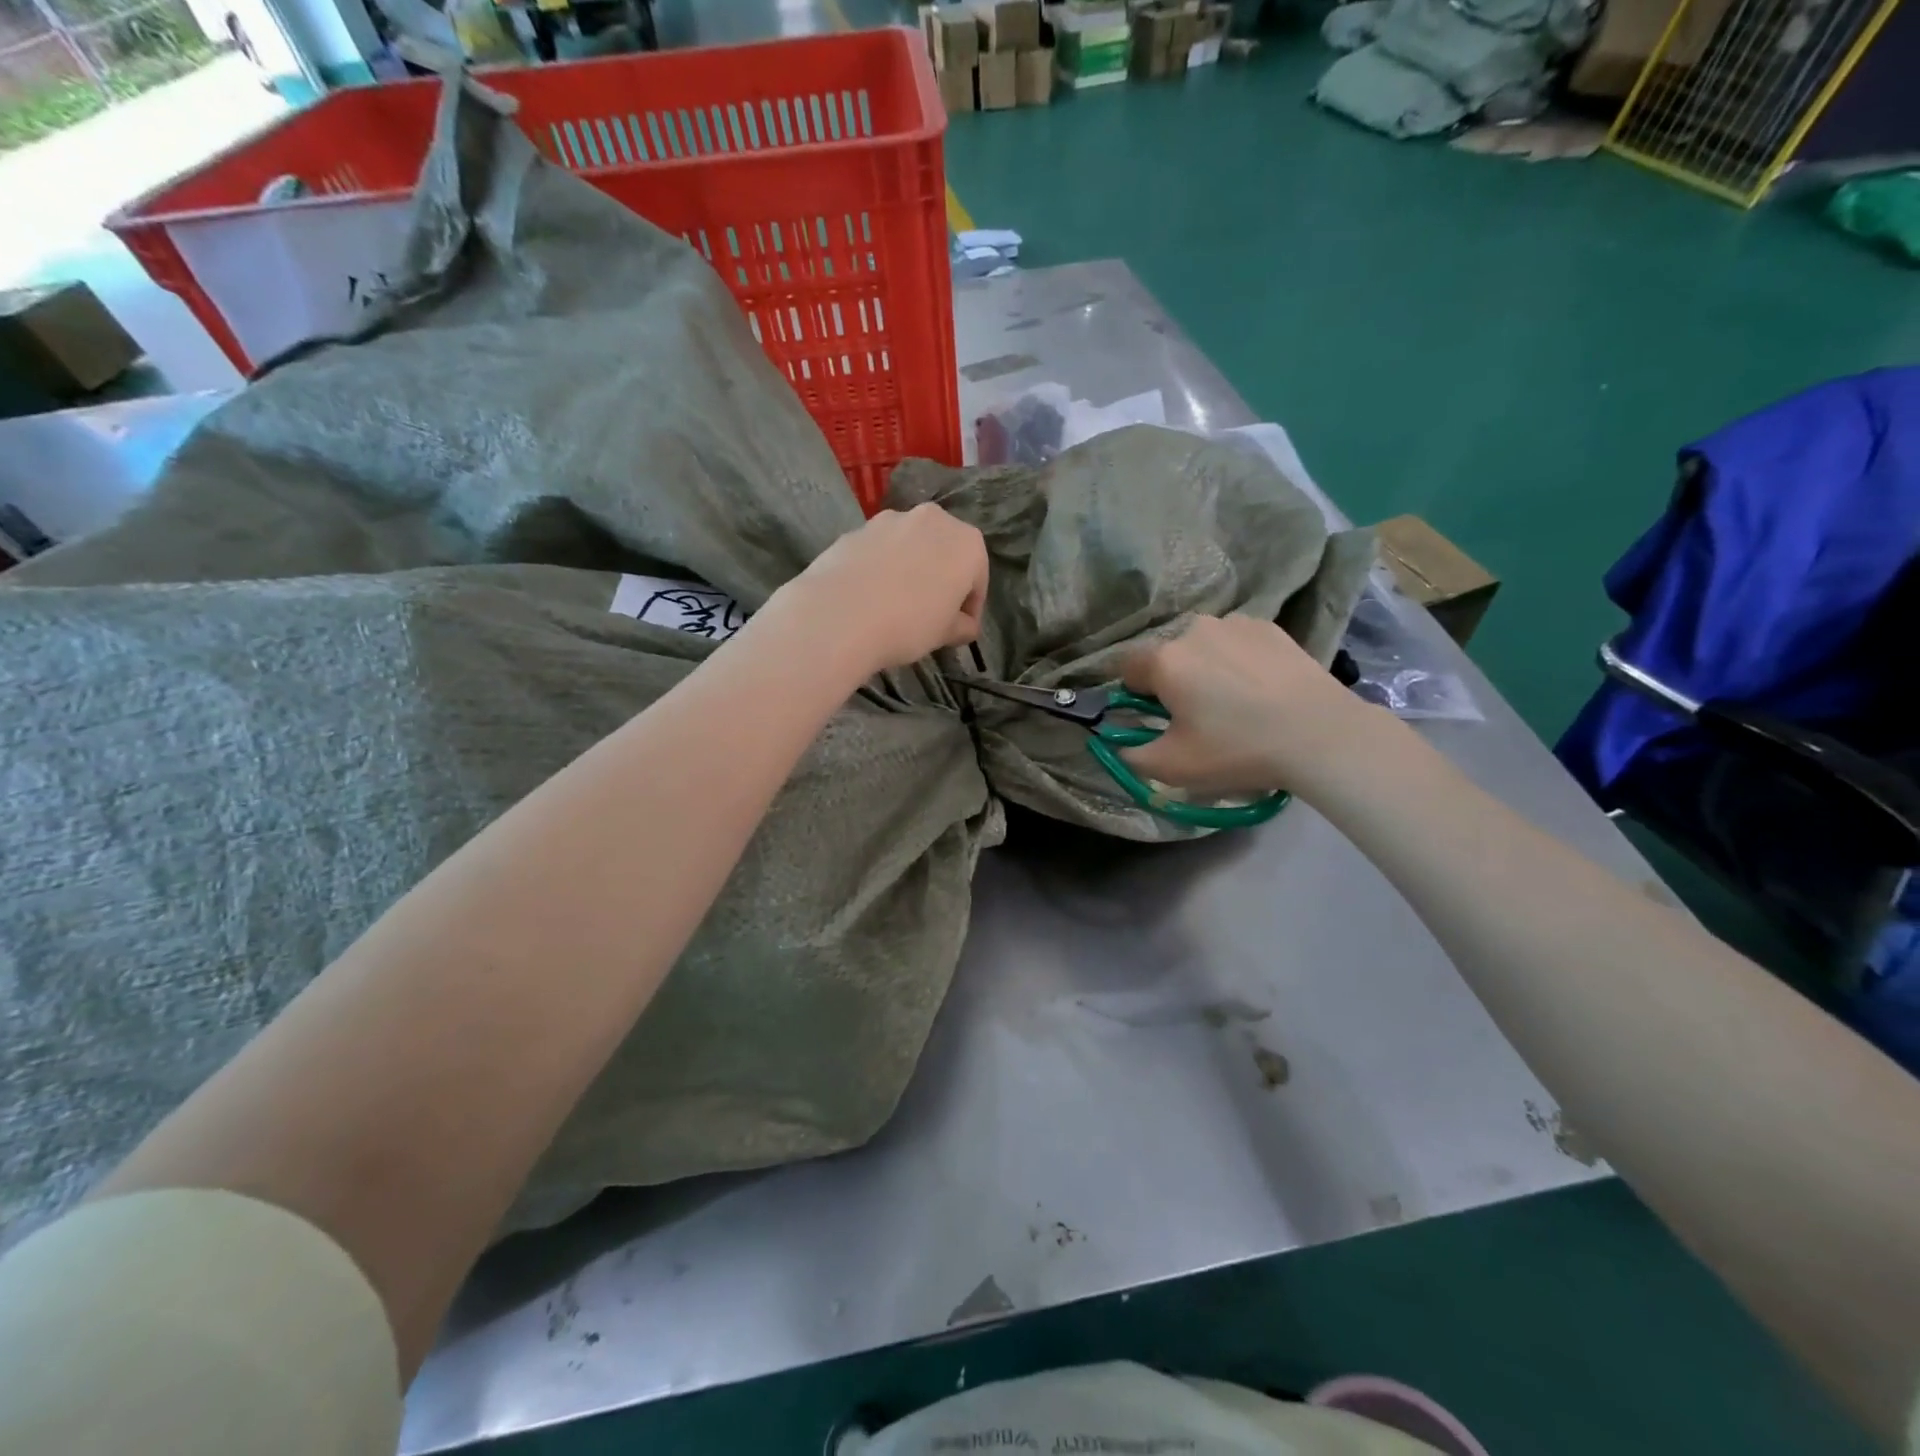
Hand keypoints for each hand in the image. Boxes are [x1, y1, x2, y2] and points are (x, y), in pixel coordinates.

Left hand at [778, 504, 988, 671]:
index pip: (977, 579)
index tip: (960, 629)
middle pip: (944, 553)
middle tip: (931, 613)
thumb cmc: (908, 624)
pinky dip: (881, 567)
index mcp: (967, 543)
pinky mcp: (857, 528)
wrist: (839, 615)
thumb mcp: (945, 634)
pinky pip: (879, 550)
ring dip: (911, 569)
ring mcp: (891, 519)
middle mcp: (933, 520)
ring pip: (911, 547)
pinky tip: (870, 595)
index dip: (971, 607)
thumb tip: (965, 626)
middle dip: (942, 579)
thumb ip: (962, 627)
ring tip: (897, 603)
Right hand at [1118, 615, 1386, 796]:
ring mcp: (1235, 623)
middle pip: (1167, 655)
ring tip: (1236, 700)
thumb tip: (1120, 746)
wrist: (1320, 735)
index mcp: (1164, 660)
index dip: (1135, 694)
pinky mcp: (1269, 627)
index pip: (1127, 667)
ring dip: (1206, 666)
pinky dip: (1239, 660)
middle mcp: (1194, 630)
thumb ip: (1131, 757)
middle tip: (1199, 716)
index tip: (1157, 718)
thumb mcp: (1173, 768)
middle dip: (1173, 680)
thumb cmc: (1237, 749)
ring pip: (1203, 646)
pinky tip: (1261, 688)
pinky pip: (1237, 642)